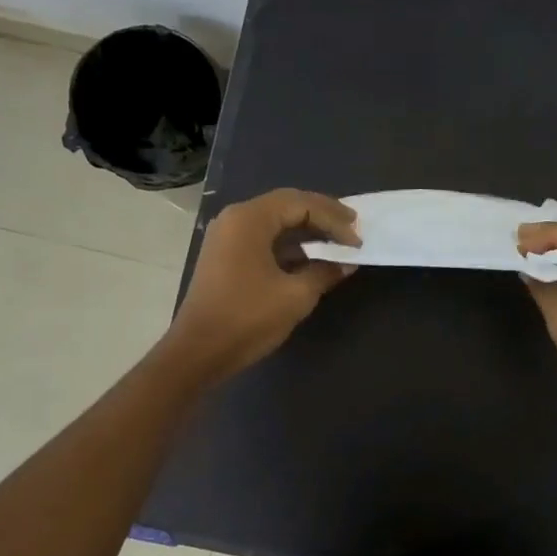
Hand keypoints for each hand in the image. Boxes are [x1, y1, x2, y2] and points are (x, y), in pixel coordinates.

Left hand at [162, 189, 358, 384]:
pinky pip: (264, 238)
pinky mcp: (226, 256)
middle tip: (353, 228)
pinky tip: (311, 258)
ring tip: (337, 242)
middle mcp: (235, 219)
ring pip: (275, 222)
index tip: (357, 240)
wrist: (199, 351)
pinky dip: (290, 244)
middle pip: (287, 205)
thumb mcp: (295, 295)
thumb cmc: (248, 318)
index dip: (334, 219)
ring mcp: (227, 237)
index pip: (301, 204)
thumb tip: (347, 263)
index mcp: (250, 219)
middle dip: (323, 216)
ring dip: (307, 230)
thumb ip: (325, 272)